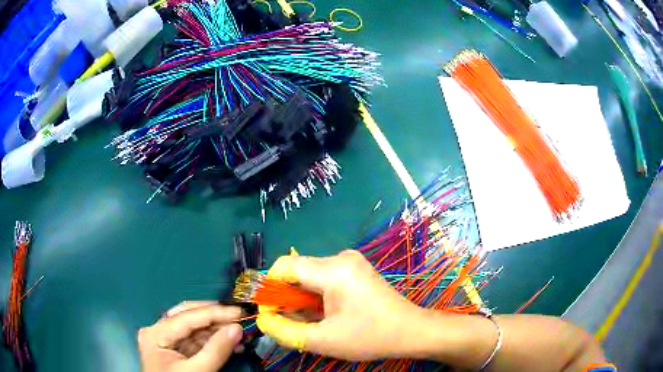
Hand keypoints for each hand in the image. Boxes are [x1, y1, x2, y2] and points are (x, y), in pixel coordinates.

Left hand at [138, 302, 243, 371]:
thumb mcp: (197, 371)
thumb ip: (216, 350)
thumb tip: (237, 329)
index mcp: (156, 334)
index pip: (187, 316)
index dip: (215, 312)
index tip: (239, 312)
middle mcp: (158, 332)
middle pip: (188, 317)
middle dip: (215, 318)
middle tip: (238, 317)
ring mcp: (166, 342)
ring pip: (194, 329)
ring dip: (217, 330)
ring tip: (239, 333)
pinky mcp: (176, 352)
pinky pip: (196, 342)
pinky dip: (213, 341)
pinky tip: (229, 343)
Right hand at [256, 250, 426, 360]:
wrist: (410, 331)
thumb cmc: (369, 337)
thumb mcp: (322, 340)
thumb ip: (285, 331)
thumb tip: (263, 320)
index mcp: (333, 270)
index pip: (284, 267)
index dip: (269, 288)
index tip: (269, 312)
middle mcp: (341, 258)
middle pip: (297, 271)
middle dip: (286, 297)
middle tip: (288, 322)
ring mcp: (350, 262)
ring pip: (309, 276)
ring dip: (301, 298)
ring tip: (308, 322)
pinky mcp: (355, 270)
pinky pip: (324, 278)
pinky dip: (316, 296)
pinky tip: (322, 315)